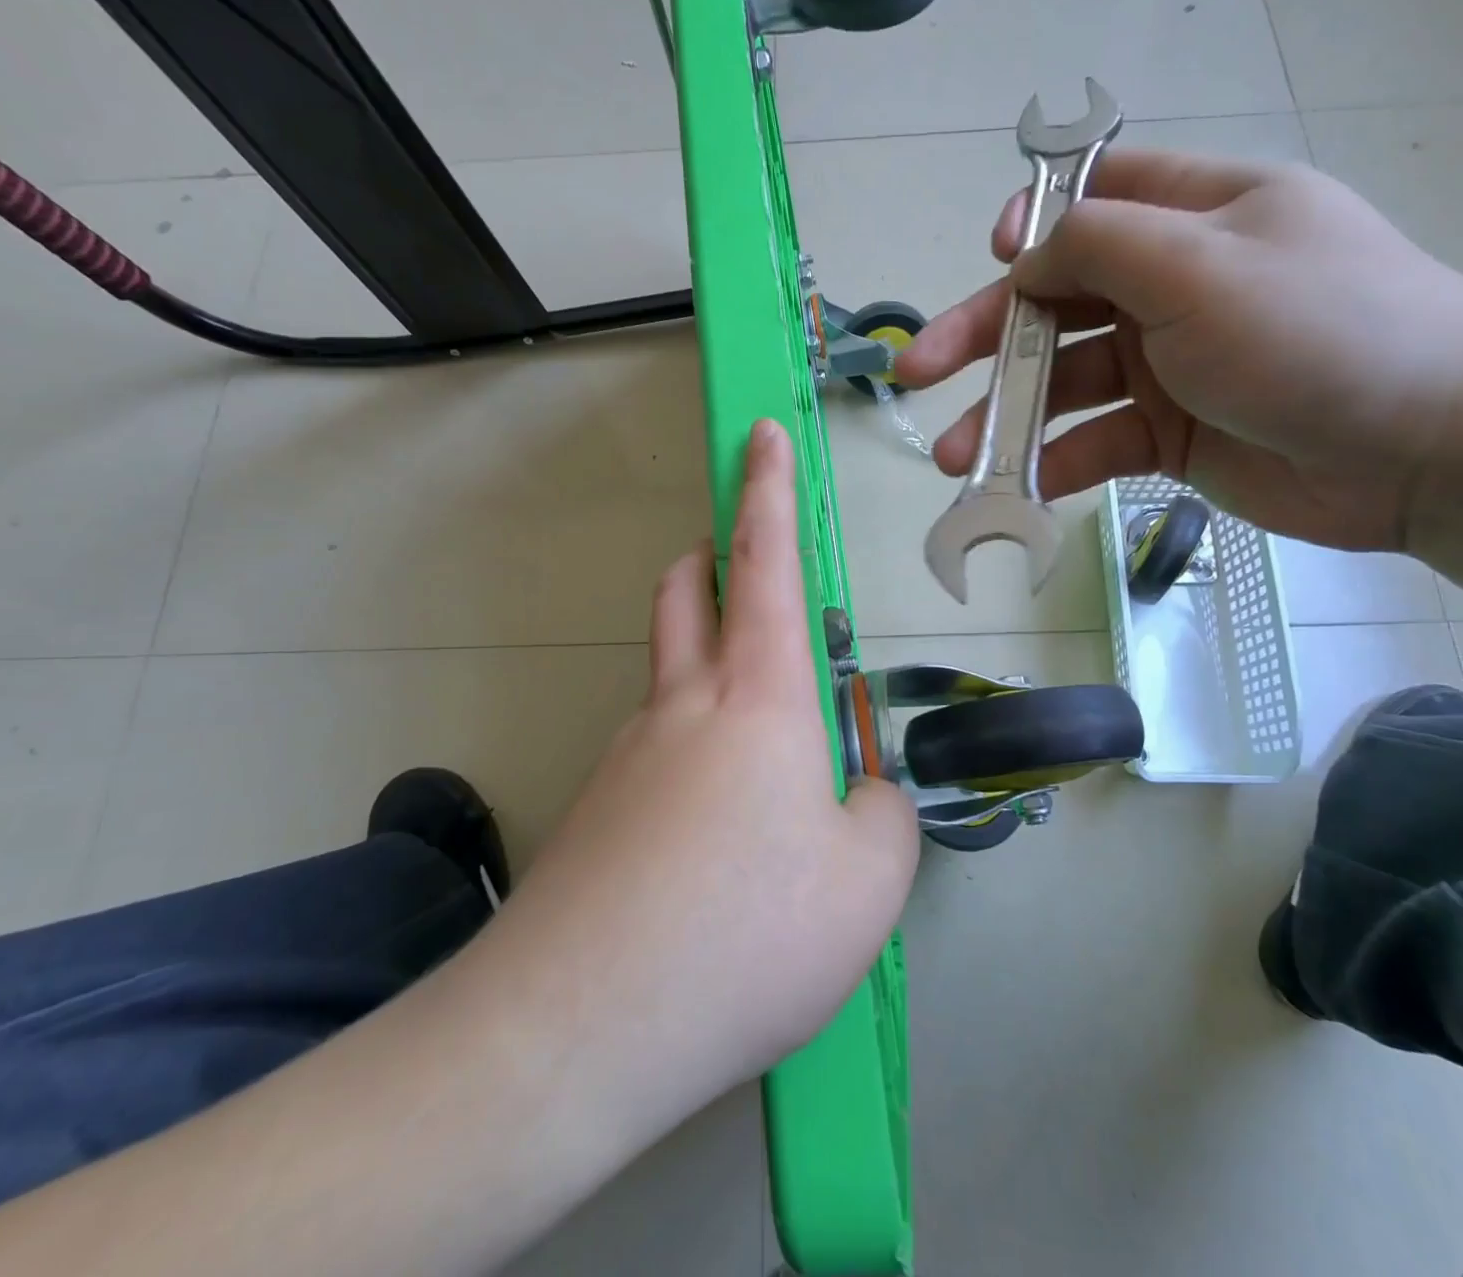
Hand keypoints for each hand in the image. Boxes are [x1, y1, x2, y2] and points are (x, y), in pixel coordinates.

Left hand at [493, 419, 919, 1140]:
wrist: (580, 1029)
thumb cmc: (748, 932)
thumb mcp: (869, 881)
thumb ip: (882, 815)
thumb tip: (857, 795)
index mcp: (759, 697)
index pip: (764, 562)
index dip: (769, 490)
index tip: (760, 435)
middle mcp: (683, 706)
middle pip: (685, 593)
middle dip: (711, 557)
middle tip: (740, 567)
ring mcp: (627, 755)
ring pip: (668, 673)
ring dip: (705, 663)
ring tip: (760, 745)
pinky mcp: (596, 810)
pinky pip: (654, 752)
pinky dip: (691, 753)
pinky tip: (713, 836)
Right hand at [895, 150, 1462, 548]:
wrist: (1425, 449)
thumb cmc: (1317, 330)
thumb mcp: (1201, 265)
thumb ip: (1100, 245)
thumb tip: (1024, 256)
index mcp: (1192, 218)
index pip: (1094, 198)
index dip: (1032, 224)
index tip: (993, 257)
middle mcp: (1173, 286)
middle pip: (1054, 302)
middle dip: (982, 338)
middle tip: (917, 375)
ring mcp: (1167, 365)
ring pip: (1062, 385)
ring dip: (1004, 419)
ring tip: (953, 460)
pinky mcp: (1168, 435)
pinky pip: (1094, 443)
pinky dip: (1054, 464)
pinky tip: (1017, 490)